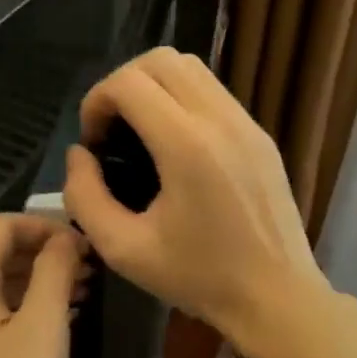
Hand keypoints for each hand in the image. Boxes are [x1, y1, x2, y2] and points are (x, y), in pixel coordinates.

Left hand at [0, 213, 83, 357]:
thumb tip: (66, 237)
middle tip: (93, 270)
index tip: (87, 245)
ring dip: (42, 281)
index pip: (5, 225)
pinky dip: (28, 307)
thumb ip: (55, 271)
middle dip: (48, 253)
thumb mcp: (42, 327)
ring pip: (1, 284)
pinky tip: (61, 322)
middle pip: (1, 252)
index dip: (48, 226)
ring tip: (86, 292)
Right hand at [64, 48, 330, 346]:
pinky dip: (182, 98)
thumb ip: (85, 197)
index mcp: (186, 145)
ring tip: (140, 131)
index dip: (96, 101)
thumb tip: (79, 155)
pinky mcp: (260, 134)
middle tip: (112, 129)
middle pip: (160, 59)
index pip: (128, 82)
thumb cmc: (199, 278)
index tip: (93, 141)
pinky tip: (174, 144)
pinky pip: (213, 91)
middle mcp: (220, 120)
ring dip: (153, 85)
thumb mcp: (124, 249)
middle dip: (122, 83)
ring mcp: (246, 123)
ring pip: (190, 67)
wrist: (276, 297)